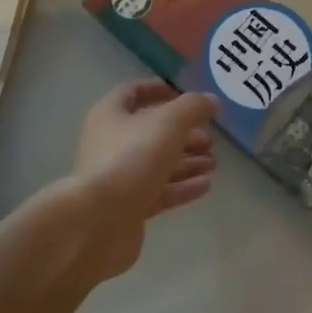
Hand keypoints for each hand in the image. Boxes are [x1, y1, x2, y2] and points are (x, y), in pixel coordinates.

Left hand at [64, 80, 218, 277]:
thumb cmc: (131, 159)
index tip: (186, 96)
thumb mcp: (168, 123)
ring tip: (213, 162)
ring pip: (156, 162)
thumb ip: (192, 107)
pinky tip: (205, 185)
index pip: (133, 92)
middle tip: (209, 138)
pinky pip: (158, 191)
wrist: (98, 222)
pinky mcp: (127, 207)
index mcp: (110, 114)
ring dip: (186, 161)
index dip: (159, 90)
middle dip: (182, 133)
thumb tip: (210, 100)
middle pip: (150, 131)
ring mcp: (118, 177)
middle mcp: (110, 142)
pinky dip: (181, 186)